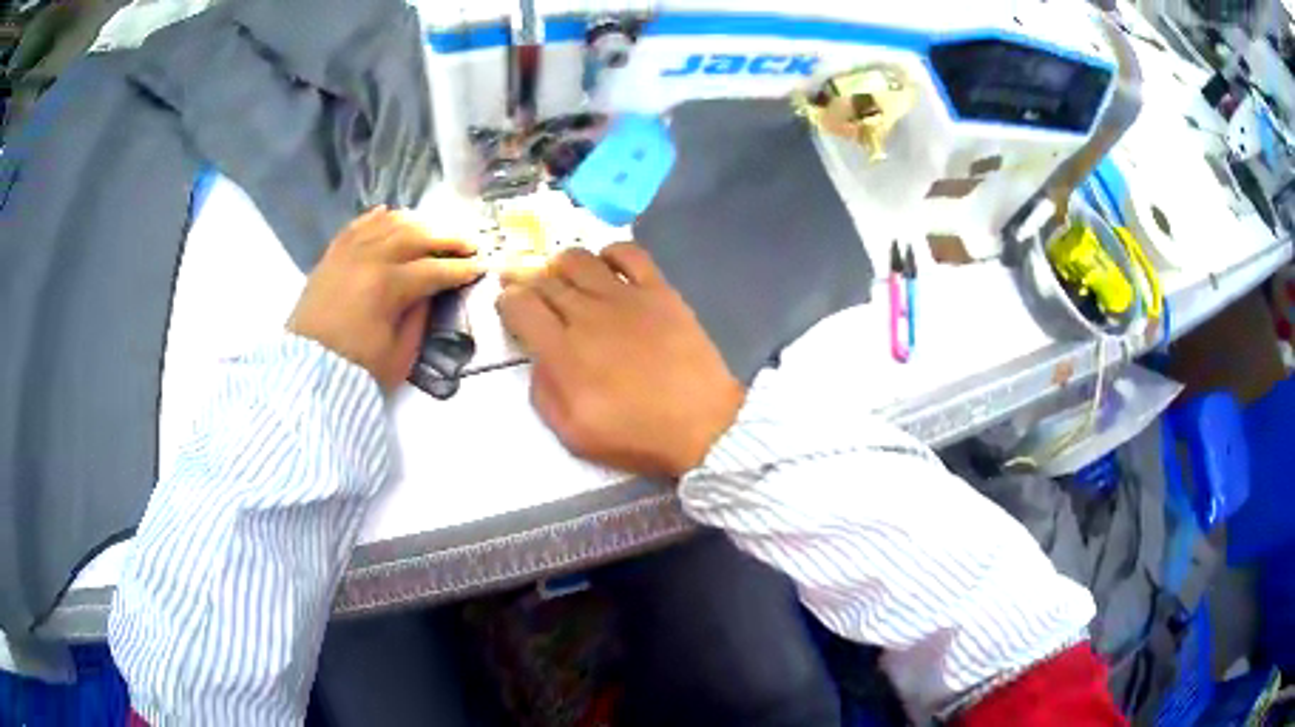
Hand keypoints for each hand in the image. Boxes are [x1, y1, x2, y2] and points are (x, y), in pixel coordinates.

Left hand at [288, 207, 482, 391]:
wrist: (307, 370)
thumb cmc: (356, 368)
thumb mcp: (400, 354)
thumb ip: (420, 317)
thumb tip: (431, 292)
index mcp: (388, 286)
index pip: (434, 269)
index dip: (461, 269)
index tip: (480, 268)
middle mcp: (370, 258)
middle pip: (416, 236)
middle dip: (447, 239)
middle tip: (468, 244)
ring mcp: (349, 252)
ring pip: (389, 223)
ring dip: (417, 224)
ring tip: (435, 232)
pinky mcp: (332, 255)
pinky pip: (358, 225)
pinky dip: (378, 217)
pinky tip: (392, 214)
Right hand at [497, 244, 744, 478]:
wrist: (703, 426)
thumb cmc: (636, 435)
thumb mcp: (573, 433)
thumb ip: (544, 391)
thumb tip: (539, 358)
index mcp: (563, 351)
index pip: (520, 306)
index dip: (507, 301)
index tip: (510, 307)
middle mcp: (588, 314)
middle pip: (546, 280)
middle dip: (527, 280)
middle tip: (528, 287)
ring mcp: (625, 297)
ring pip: (580, 259)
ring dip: (563, 265)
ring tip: (564, 278)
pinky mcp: (659, 291)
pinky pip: (629, 253)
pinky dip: (611, 253)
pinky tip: (608, 267)